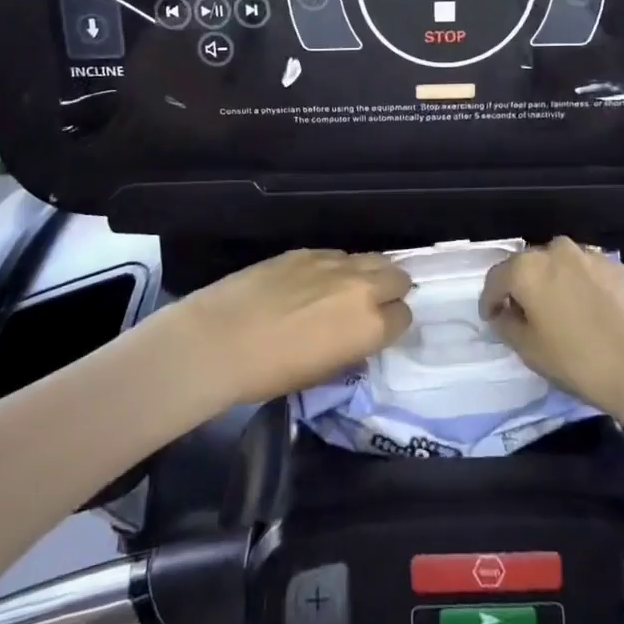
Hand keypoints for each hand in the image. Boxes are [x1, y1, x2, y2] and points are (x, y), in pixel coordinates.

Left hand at [177, 249, 411, 407]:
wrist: (220, 340)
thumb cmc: (271, 373)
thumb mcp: (324, 372)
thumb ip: (352, 348)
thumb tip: (356, 335)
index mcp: (371, 325)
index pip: (404, 316)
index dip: (391, 325)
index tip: (376, 332)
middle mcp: (362, 287)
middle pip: (397, 276)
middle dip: (389, 290)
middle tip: (369, 306)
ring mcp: (333, 263)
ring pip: (371, 258)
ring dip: (367, 274)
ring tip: (345, 291)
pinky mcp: (306, 250)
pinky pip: (336, 255)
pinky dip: (335, 267)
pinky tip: (313, 282)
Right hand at [481, 237, 623, 419]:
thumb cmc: (578, 361)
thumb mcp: (529, 351)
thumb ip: (507, 325)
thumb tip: (504, 314)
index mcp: (527, 269)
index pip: (496, 278)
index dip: (490, 300)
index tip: (491, 318)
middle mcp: (555, 251)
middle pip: (528, 265)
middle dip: (522, 287)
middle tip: (525, 315)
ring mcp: (589, 255)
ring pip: (560, 264)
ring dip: (553, 282)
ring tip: (559, 310)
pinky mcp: (617, 266)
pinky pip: (587, 271)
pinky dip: (581, 285)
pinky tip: (590, 311)